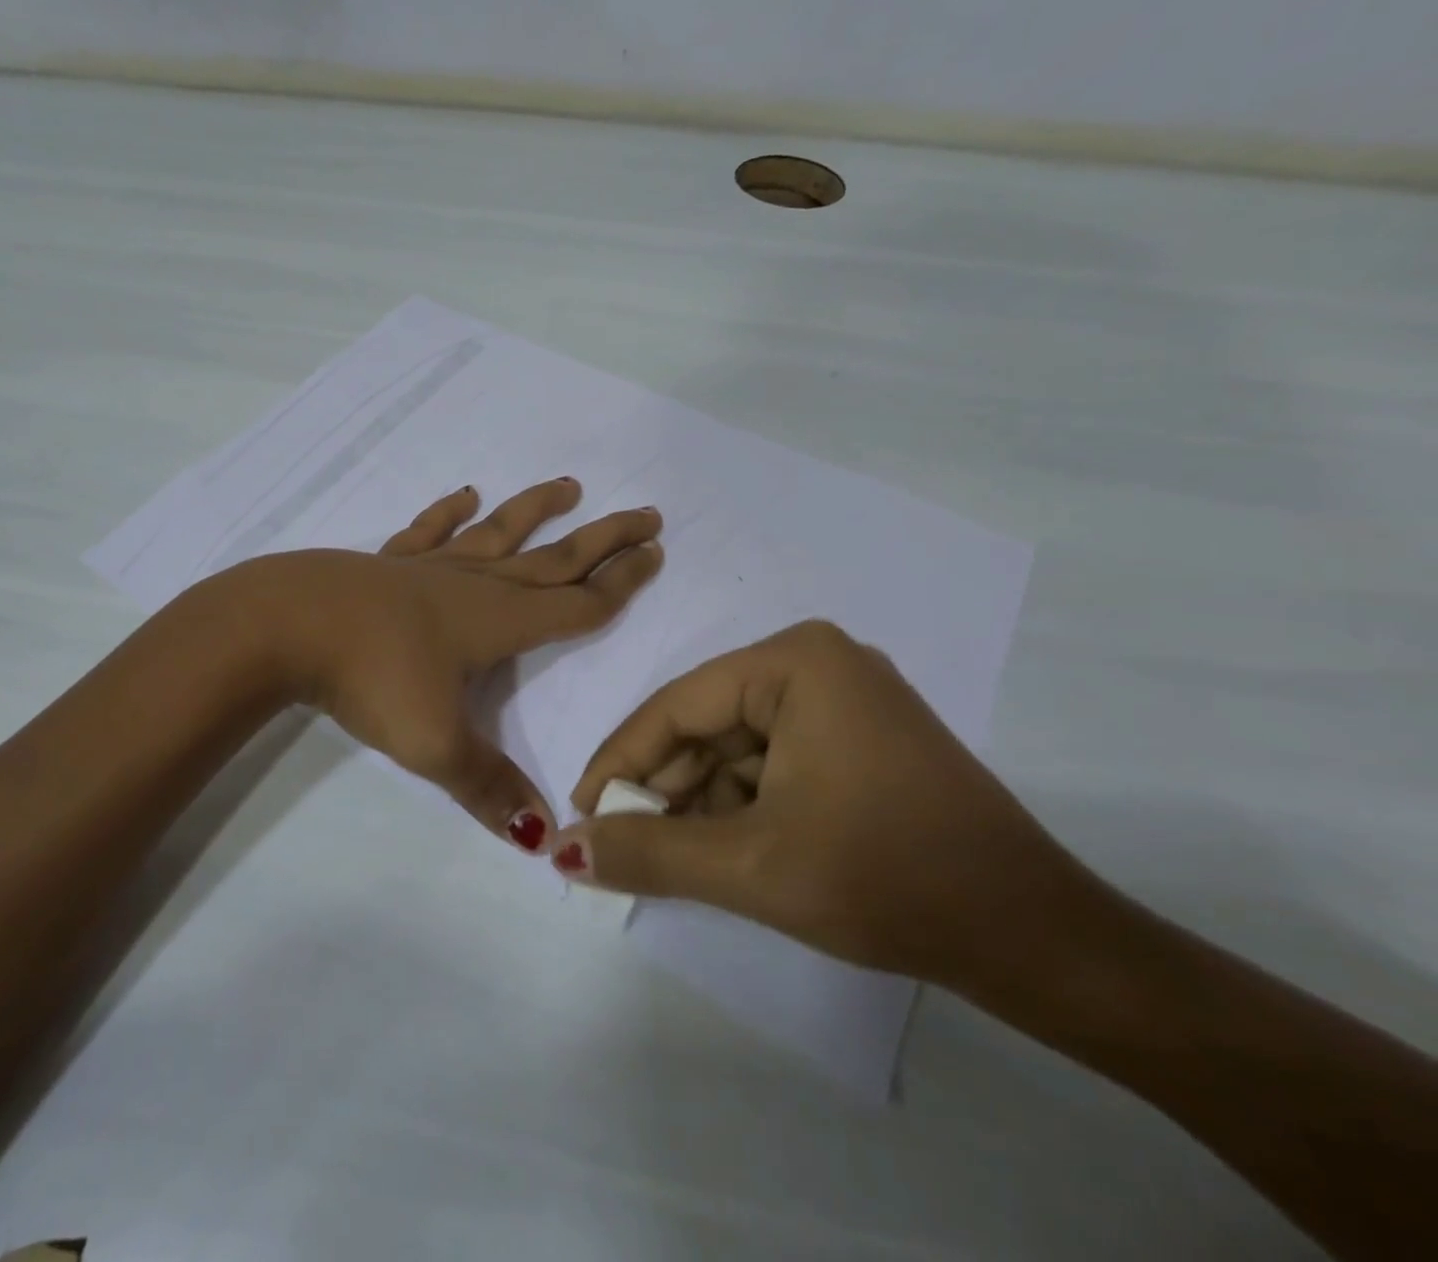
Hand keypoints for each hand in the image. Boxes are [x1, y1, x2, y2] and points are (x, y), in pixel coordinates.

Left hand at [243, 479, 662, 851]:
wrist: (287, 625)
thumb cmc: (371, 678)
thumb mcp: (434, 744)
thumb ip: (490, 789)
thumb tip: (544, 839)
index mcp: (498, 622)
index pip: (576, 603)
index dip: (621, 584)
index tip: (656, 554)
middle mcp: (474, 585)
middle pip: (553, 558)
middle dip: (603, 539)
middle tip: (648, 515)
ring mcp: (429, 568)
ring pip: (498, 534)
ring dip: (536, 511)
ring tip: (570, 487)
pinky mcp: (388, 564)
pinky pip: (428, 532)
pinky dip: (448, 512)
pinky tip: (465, 494)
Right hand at [553, 619, 1078, 983]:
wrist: (1039, 940)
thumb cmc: (888, 879)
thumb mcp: (751, 865)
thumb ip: (648, 853)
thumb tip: (562, 850)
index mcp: (795, 661)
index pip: (677, 707)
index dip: (620, 763)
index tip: (580, 815)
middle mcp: (817, 663)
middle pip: (707, 725)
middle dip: (663, 789)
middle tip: (620, 847)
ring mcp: (844, 700)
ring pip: (737, 749)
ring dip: (699, 803)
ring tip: (667, 859)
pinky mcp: (860, 739)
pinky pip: (773, 762)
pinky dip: (741, 806)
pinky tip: (721, 851)